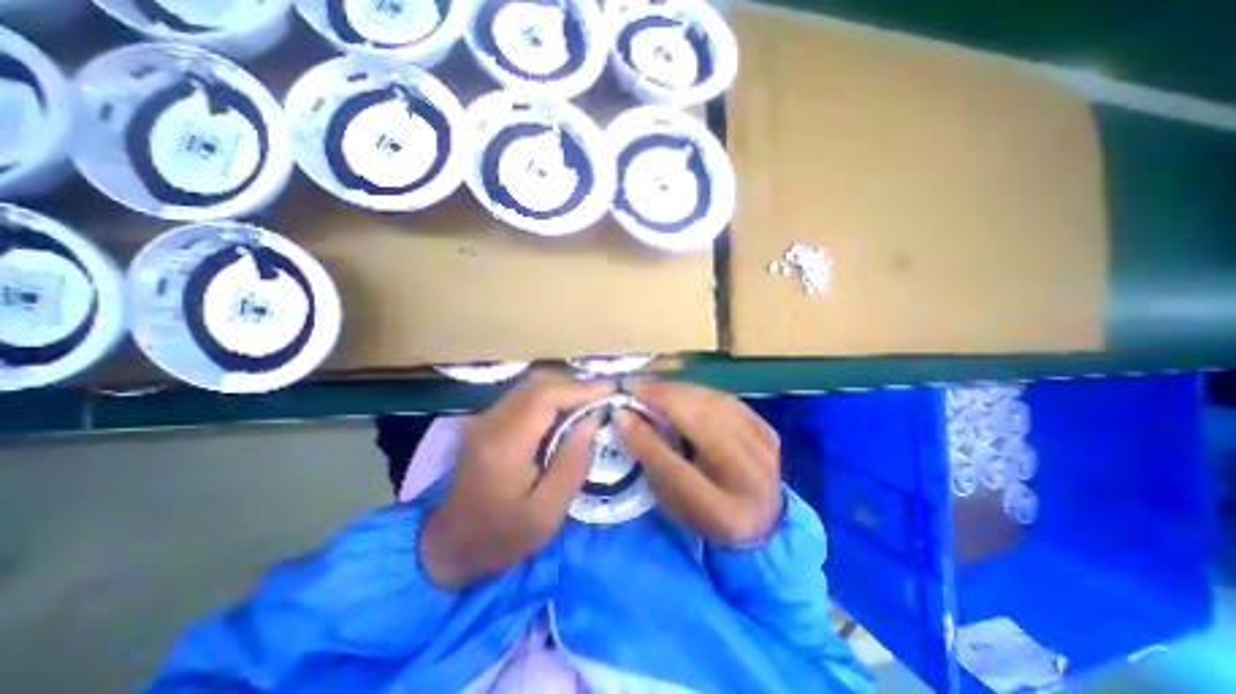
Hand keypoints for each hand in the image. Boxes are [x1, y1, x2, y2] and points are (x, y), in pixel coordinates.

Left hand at [419, 376, 610, 586]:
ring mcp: (483, 419)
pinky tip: (563, 412)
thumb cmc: (502, 536)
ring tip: (588, 403)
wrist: (449, 546)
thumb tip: (592, 420)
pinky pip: (522, 397)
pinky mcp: (484, 422)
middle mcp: (490, 422)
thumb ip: (572, 464)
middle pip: (537, 386)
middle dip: (574, 387)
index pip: (545, 398)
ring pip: (529, 387)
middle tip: (602, 397)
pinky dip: (548, 397)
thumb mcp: (547, 513)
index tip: (609, 390)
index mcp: (504, 445)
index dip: (580, 389)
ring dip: (562, 390)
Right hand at [618, 379, 780, 547]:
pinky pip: (726, 400)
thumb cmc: (705, 513)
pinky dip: (698, 392)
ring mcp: (765, 451)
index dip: (646, 440)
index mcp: (724, 513)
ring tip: (654, 388)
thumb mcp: (671, 501)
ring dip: (679, 391)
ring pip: (716, 405)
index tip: (621, 414)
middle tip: (636, 391)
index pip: (677, 473)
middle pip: (703, 427)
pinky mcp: (768, 430)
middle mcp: (752, 480)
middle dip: (664, 402)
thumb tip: (627, 418)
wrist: (759, 517)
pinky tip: (680, 392)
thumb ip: (651, 462)